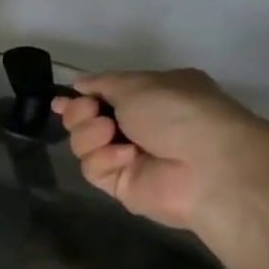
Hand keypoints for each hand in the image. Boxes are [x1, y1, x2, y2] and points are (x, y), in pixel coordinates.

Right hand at [52, 68, 268, 231]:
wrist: (207, 164)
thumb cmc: (177, 112)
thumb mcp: (138, 83)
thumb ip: (102, 83)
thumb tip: (79, 83)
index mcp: (149, 96)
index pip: (103, 96)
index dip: (80, 98)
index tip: (61, 100)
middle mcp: (138, 126)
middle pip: (85, 120)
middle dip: (81, 114)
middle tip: (92, 113)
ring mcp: (129, 157)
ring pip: (83, 144)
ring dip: (90, 135)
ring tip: (109, 133)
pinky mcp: (122, 185)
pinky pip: (93, 169)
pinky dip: (105, 159)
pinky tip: (126, 157)